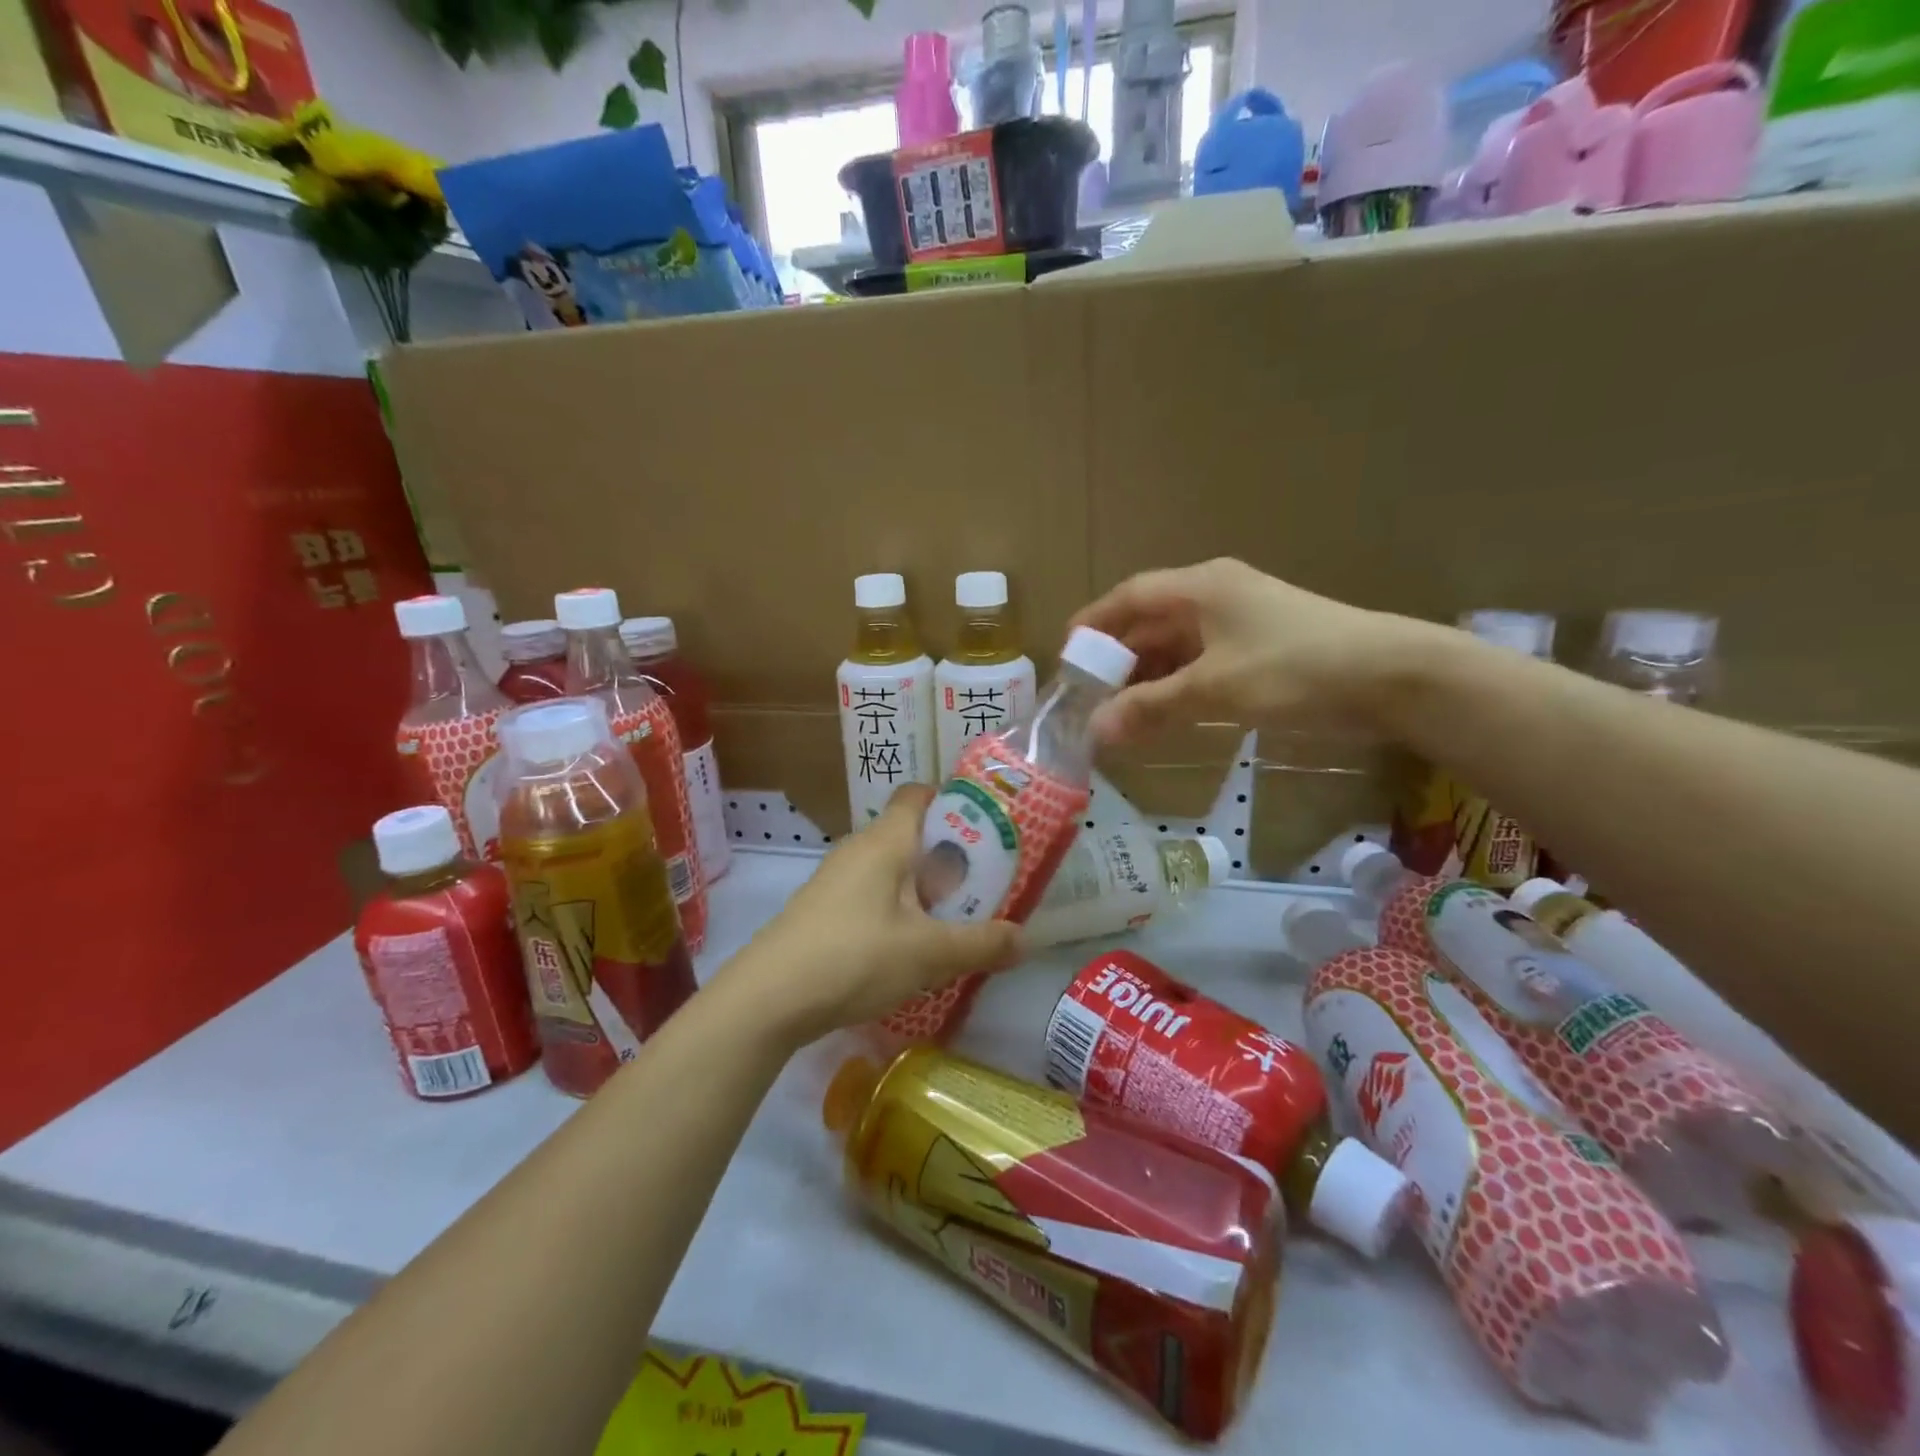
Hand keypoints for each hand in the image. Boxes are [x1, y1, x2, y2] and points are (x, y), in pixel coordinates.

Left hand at [718, 785, 1023, 1045]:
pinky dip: (899, 911)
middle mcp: (859, 849)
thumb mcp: (928, 954)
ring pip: (893, 870)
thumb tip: (1026, 939)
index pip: (919, 794)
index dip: (954, 802)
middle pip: (912, 835)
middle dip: (951, 858)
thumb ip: (981, 944)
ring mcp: (836, 881)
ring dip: (925, 890)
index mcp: (886, 840)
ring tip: (956, 922)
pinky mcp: (824, 911)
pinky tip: (911, 950)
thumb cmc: (855, 957)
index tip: (988, 830)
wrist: (768, 999)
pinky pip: (873, 896)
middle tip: (985, 887)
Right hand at [1072, 558, 1432, 743]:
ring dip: (1148, 674)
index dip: (1094, 624)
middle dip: (1119, 658)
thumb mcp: (1215, 689)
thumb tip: (1095, 732)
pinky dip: (1180, 681)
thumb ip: (1151, 707)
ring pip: (1178, 642)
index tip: (1067, 657)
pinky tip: (1168, 710)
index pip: (1129, 597)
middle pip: (1151, 620)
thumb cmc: (1294, 669)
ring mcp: (1243, 617)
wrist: (1394, 676)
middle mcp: (1217, 593)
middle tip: (1090, 696)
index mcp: (1200, 587)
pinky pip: (1204, 658)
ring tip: (1121, 710)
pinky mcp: (1263, 643)